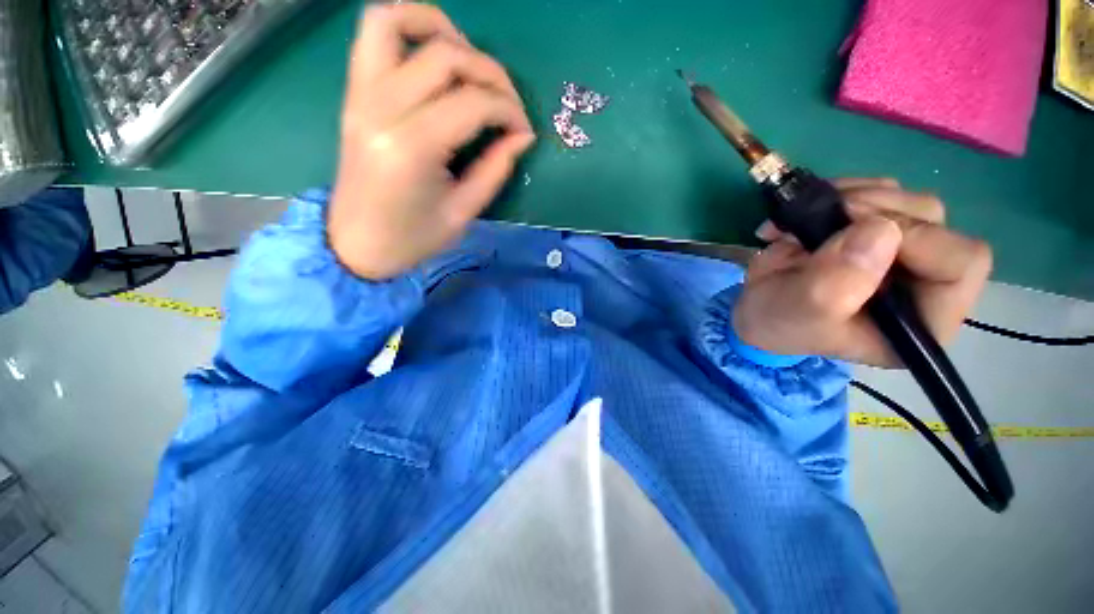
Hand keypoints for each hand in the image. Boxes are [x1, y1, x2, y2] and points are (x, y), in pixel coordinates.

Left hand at [328, 3, 533, 279]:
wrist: (356, 243)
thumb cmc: (412, 238)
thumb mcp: (462, 212)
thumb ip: (495, 169)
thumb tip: (523, 137)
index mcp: (411, 148)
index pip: (472, 103)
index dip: (509, 112)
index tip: (524, 132)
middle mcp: (381, 108)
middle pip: (446, 57)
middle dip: (491, 74)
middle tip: (508, 105)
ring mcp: (361, 94)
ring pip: (399, 22)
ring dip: (444, 29)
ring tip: (472, 63)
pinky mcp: (354, 92)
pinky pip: (375, 33)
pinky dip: (408, 25)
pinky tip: (435, 51)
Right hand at [733, 178, 992, 366]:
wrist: (756, 307)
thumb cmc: (781, 322)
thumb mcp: (802, 312)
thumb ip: (837, 284)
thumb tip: (879, 230)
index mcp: (923, 317)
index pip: (960, 262)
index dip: (916, 238)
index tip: (853, 231)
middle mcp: (924, 279)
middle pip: (933, 221)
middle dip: (875, 210)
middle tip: (824, 215)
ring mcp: (901, 250)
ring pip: (905, 199)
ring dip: (851, 199)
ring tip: (802, 220)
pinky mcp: (876, 229)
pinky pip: (876, 190)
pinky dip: (838, 193)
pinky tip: (805, 213)